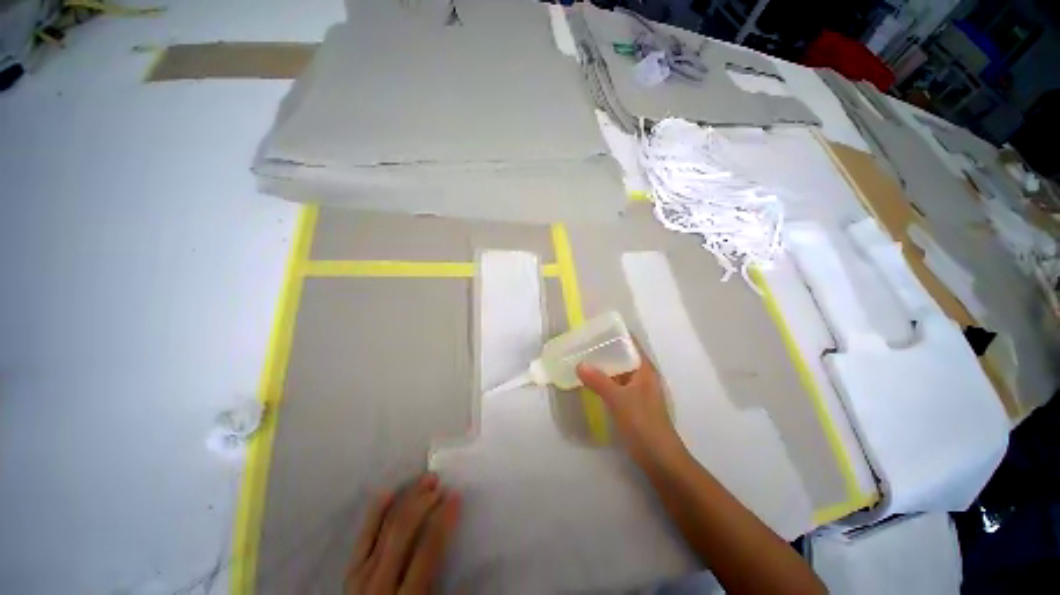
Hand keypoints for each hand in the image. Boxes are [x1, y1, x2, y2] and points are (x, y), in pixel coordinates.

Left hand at [346, 473, 460, 593]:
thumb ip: (448, 585)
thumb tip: (475, 557)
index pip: (428, 549)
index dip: (444, 519)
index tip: (456, 496)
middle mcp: (381, 583)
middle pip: (403, 531)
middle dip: (424, 502)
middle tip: (439, 484)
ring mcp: (361, 576)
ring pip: (386, 527)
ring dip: (407, 499)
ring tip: (425, 480)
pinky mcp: (350, 572)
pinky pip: (363, 538)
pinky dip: (375, 513)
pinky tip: (387, 493)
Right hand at [576, 343, 686, 468]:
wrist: (660, 459)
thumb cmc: (643, 424)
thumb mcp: (619, 400)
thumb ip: (598, 381)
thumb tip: (579, 364)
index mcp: (644, 369)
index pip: (630, 343)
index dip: (614, 334)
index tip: (594, 330)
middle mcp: (642, 376)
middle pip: (622, 356)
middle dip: (604, 350)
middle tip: (582, 345)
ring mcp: (637, 390)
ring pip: (617, 372)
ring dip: (602, 366)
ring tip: (581, 360)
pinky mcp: (632, 403)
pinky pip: (615, 385)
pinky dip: (603, 381)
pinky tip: (589, 382)